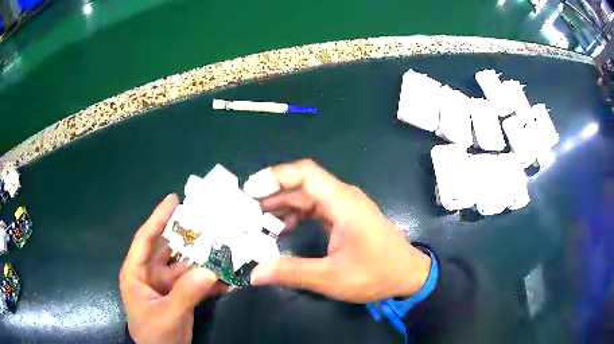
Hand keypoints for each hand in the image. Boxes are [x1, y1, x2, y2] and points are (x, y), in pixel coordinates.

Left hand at [119, 194, 222, 343]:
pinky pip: (194, 284)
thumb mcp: (167, 314)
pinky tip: (226, 279)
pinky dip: (208, 281)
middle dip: (186, 236)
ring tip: (222, 246)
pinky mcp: (179, 297)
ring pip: (184, 266)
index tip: (174, 199)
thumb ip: (186, 293)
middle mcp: (150, 274)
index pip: (146, 239)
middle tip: (207, 220)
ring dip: (201, 260)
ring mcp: (166, 286)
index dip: (158, 218)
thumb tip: (210, 271)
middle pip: (168, 249)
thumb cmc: (154, 334)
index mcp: (137, 272)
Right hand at [250, 160, 431, 302]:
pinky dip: (297, 215)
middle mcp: (343, 198)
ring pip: (308, 197)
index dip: (276, 176)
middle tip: (245, 208)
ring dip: (283, 205)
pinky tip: (282, 228)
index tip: (250, 190)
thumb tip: (254, 273)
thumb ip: (292, 272)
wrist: (408, 275)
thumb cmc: (376, 274)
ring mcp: (345, 207)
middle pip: (303, 185)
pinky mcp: (346, 218)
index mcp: (343, 203)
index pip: (306, 174)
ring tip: (257, 219)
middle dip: (273, 194)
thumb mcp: (332, 277)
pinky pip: (316, 209)